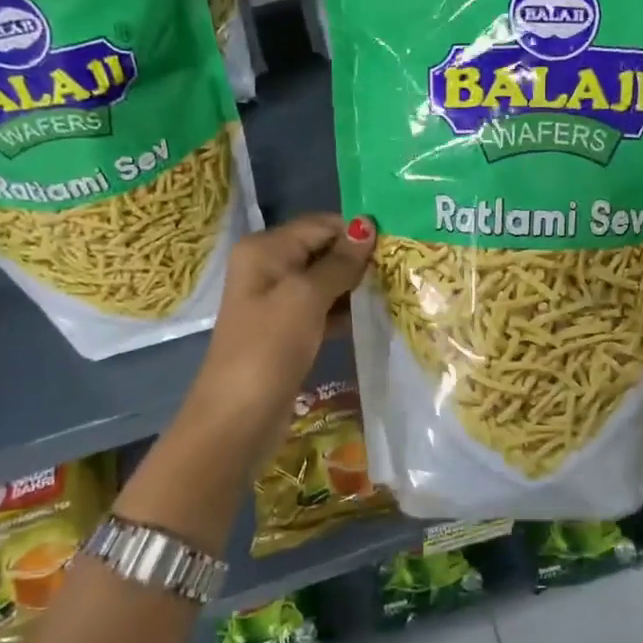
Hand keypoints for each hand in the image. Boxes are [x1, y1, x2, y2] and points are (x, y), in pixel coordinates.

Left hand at [187, 212, 375, 472]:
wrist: (238, 417)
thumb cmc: (269, 348)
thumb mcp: (306, 297)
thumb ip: (339, 262)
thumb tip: (367, 225)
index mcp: (265, 250)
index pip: (320, 225)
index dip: (356, 231)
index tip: (398, 242)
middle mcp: (269, 268)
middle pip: (323, 250)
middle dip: (360, 257)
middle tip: (404, 266)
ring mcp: (278, 301)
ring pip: (326, 281)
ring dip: (357, 285)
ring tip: (398, 287)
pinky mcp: (290, 330)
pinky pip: (324, 308)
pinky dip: (347, 310)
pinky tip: (377, 314)